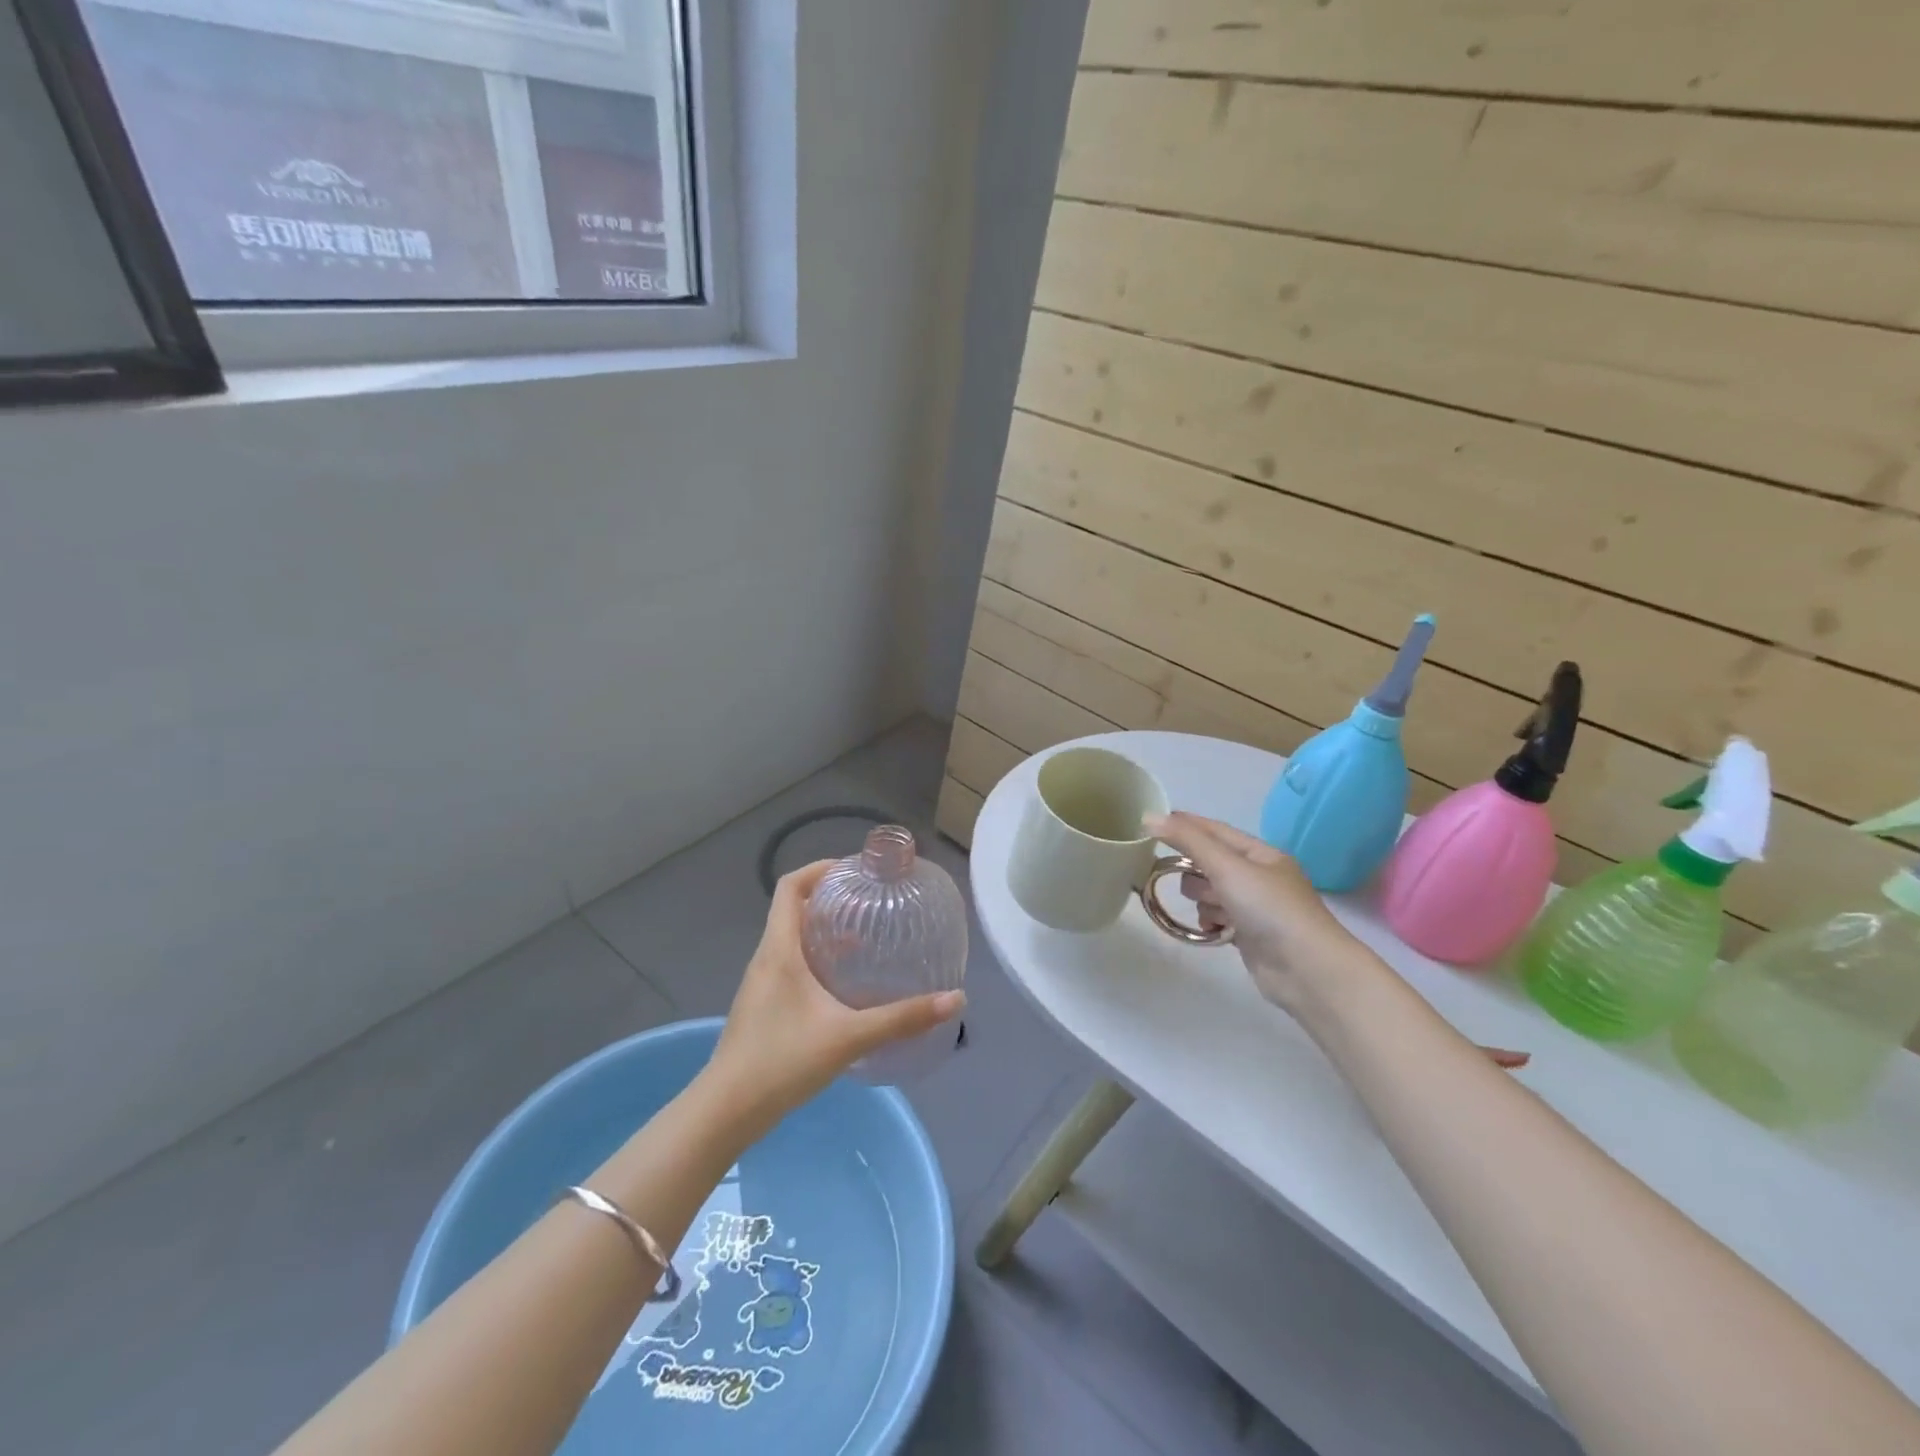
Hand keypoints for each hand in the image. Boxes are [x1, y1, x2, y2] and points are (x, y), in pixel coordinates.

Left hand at [704, 861, 964, 1129]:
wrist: (726, 1112)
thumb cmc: (782, 1061)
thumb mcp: (849, 1036)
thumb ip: (902, 1018)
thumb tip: (955, 1000)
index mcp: (779, 950)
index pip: (791, 887)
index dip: (819, 869)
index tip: (854, 871)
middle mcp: (766, 958)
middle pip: (793, 910)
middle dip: (830, 900)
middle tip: (870, 904)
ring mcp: (760, 984)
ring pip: (791, 940)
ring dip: (823, 932)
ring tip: (865, 940)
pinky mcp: (762, 1007)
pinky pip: (789, 966)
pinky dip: (816, 960)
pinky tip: (843, 987)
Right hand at [1146, 812, 1360, 1011]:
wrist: (1307, 970)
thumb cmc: (1270, 909)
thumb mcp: (1227, 867)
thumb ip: (1188, 841)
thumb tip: (1149, 816)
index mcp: (1261, 853)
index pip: (1215, 830)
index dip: (1185, 824)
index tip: (1151, 822)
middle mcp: (1259, 876)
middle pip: (1209, 863)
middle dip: (1196, 873)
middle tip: (1197, 884)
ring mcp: (1255, 907)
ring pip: (1210, 892)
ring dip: (1205, 901)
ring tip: (1217, 914)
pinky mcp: (1249, 934)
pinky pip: (1216, 918)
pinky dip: (1211, 922)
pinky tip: (1215, 932)